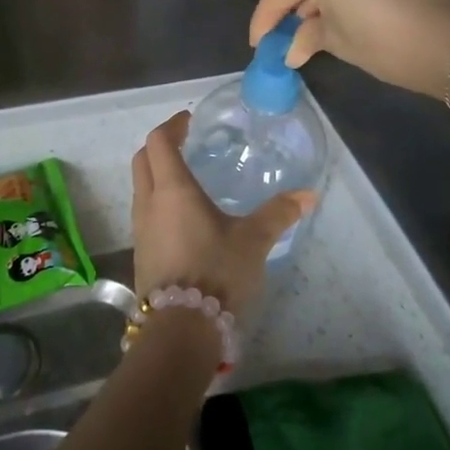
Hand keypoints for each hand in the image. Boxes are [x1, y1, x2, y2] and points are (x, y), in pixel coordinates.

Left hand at [130, 111, 312, 320]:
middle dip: (160, 146)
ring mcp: (140, 230)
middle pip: (142, 160)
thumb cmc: (216, 272)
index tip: (188, 121)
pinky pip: (145, 213)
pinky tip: (183, 217)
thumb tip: (308, 194)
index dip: (171, 126)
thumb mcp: (253, 240)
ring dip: (157, 174)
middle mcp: (149, 203)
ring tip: (187, 178)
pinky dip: (158, 201)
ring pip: (141, 187)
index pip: (158, 142)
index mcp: (172, 189)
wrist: (181, 328)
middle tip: (185, 143)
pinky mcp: (141, 253)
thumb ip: (278, 214)